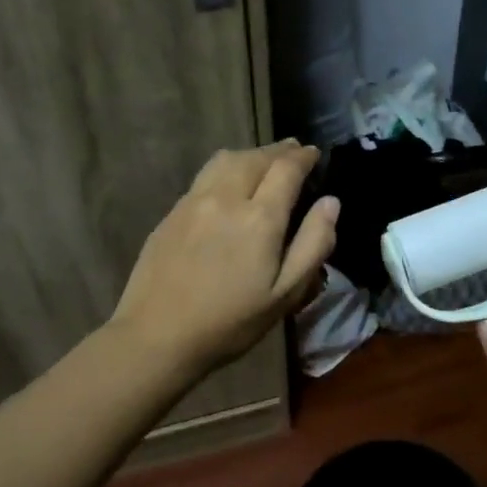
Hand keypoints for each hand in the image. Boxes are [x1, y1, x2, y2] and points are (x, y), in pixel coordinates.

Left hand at [112, 141, 338, 375]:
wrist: (156, 336)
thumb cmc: (230, 322)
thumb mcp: (285, 294)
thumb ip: (313, 245)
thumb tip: (330, 203)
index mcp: (260, 218)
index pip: (286, 169)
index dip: (303, 157)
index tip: (313, 154)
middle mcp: (226, 198)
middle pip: (255, 157)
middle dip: (279, 151)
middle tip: (294, 152)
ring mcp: (193, 202)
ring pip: (226, 160)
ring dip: (251, 154)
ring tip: (264, 161)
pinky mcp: (172, 213)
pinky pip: (205, 176)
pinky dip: (226, 168)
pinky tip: (229, 184)